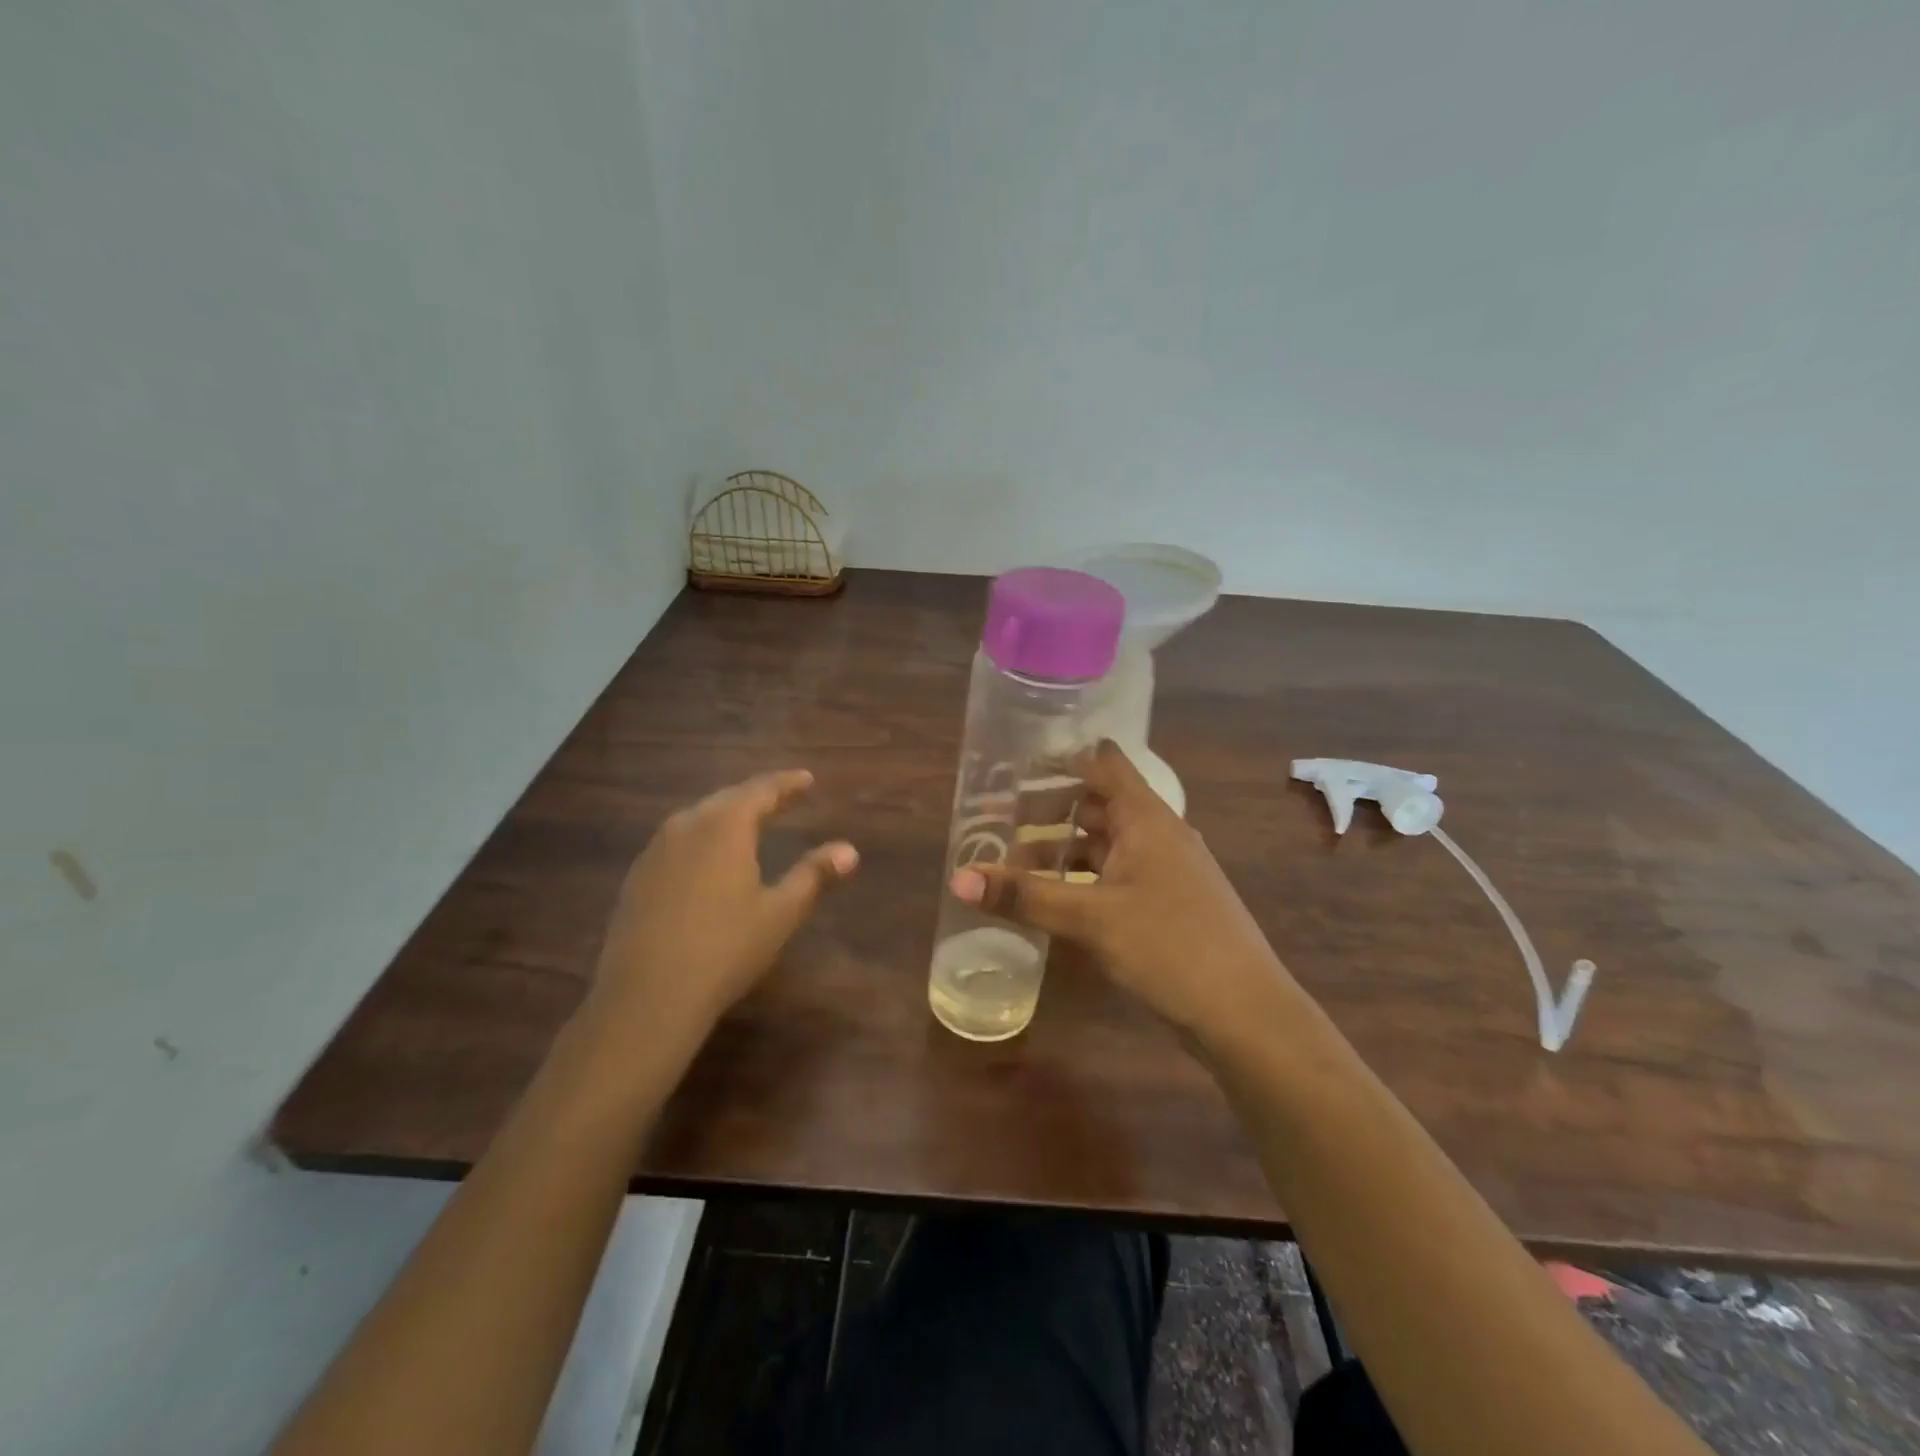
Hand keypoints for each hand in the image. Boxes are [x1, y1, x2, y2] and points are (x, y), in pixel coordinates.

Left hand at [582, 770, 857, 1054]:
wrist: (645, 997)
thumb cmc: (724, 949)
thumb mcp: (780, 913)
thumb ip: (814, 875)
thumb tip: (849, 850)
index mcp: (726, 826)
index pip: (762, 789)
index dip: (787, 783)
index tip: (807, 779)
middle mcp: (687, 825)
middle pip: (727, 798)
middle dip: (757, 795)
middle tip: (782, 797)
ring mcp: (656, 850)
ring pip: (698, 818)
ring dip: (726, 815)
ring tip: (748, 822)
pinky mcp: (637, 876)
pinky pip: (677, 841)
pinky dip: (702, 838)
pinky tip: (707, 858)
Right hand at [950, 741, 1291, 1040]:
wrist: (1245, 1012)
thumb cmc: (1168, 945)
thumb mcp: (1089, 917)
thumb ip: (1024, 896)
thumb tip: (958, 878)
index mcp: (1146, 818)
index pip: (1104, 762)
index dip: (1062, 756)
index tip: (1016, 761)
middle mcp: (1158, 834)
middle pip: (1099, 804)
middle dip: (1050, 809)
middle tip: (999, 819)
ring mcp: (1166, 871)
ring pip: (1106, 844)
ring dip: (1064, 849)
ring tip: (1016, 862)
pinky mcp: (1167, 904)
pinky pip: (1116, 875)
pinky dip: (1083, 878)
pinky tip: (1056, 899)